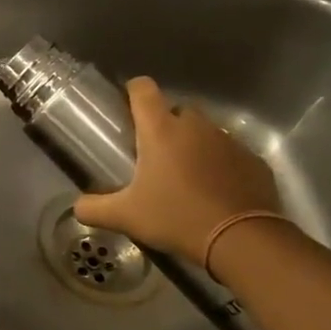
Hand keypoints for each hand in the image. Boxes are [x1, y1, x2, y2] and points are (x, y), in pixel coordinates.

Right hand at [72, 78, 281, 258]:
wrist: (243, 241)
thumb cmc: (177, 217)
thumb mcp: (127, 217)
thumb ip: (95, 208)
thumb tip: (76, 207)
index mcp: (161, 129)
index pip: (143, 89)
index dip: (133, 92)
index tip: (128, 109)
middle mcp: (195, 126)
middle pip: (176, 110)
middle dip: (166, 126)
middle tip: (155, 156)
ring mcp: (228, 141)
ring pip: (205, 132)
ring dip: (194, 146)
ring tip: (187, 178)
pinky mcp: (254, 161)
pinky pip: (231, 155)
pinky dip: (222, 166)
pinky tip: (216, 192)